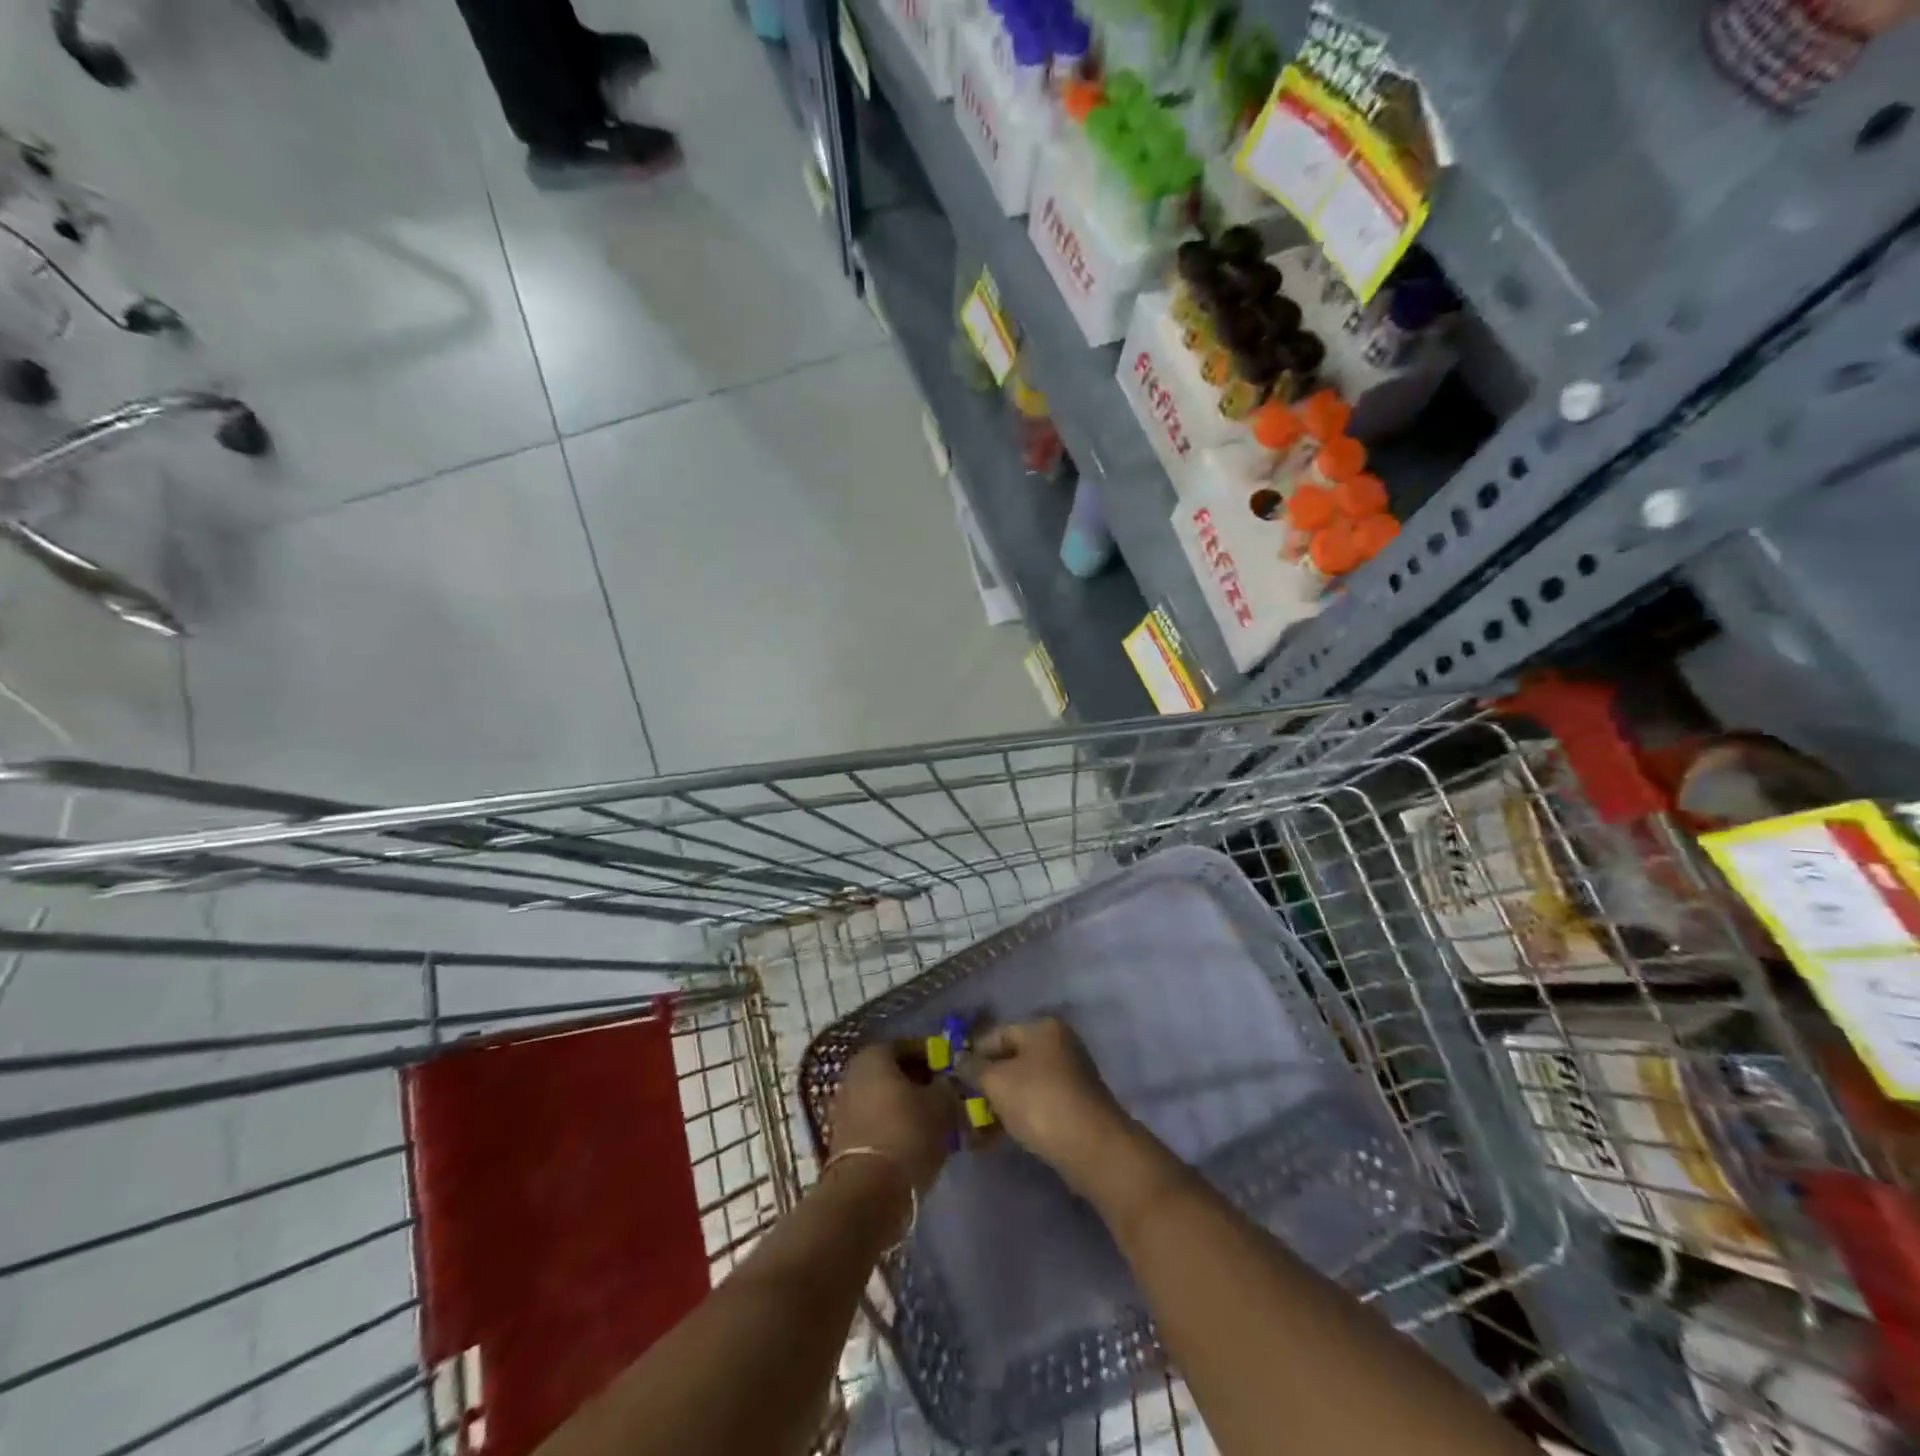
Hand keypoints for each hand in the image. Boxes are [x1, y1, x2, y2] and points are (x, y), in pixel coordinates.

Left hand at [828, 1041, 961, 1197]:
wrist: (868, 1192)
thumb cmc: (907, 1133)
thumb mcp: (941, 1104)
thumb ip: (947, 1086)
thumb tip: (947, 1082)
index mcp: (873, 1056)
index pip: (908, 1046)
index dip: (933, 1057)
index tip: (952, 1072)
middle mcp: (853, 1074)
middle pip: (894, 1072)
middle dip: (920, 1083)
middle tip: (945, 1097)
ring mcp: (844, 1108)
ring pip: (885, 1098)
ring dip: (909, 1107)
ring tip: (935, 1123)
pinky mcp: (844, 1139)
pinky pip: (876, 1122)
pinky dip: (896, 1126)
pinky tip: (916, 1141)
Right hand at [960, 1018, 1130, 1189]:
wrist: (1092, 1147)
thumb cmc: (1040, 1102)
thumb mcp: (997, 1082)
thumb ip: (974, 1068)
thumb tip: (958, 1060)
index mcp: (1043, 1028)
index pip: (998, 1033)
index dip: (973, 1053)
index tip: (954, 1076)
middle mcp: (1060, 1045)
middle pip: (1012, 1059)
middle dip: (987, 1081)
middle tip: (963, 1102)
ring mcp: (1070, 1076)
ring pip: (1024, 1085)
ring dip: (1000, 1102)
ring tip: (976, 1125)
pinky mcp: (1075, 1106)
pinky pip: (1038, 1105)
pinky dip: (1018, 1116)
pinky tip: (999, 1135)